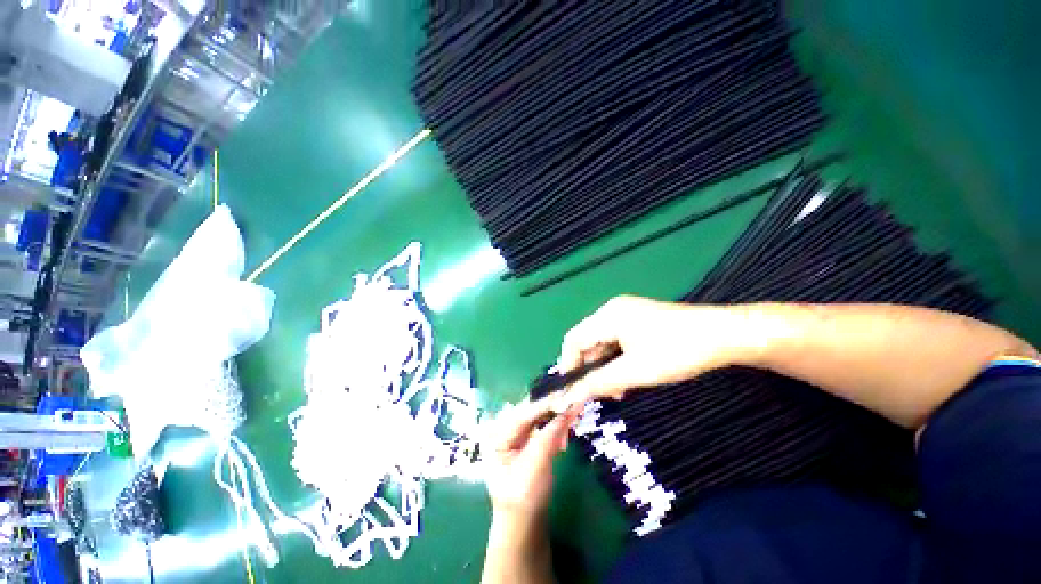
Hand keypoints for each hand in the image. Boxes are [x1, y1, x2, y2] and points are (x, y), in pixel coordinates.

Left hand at [483, 398, 579, 520]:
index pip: (524, 412)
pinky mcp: (524, 442)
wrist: (523, 522)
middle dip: (552, 411)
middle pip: (530, 412)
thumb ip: (551, 434)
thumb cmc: (524, 495)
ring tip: (570, 427)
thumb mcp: (537, 463)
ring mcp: (513, 436)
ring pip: (538, 419)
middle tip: (572, 406)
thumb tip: (569, 408)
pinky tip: (563, 439)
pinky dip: (553, 431)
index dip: (545, 403)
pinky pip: (541, 429)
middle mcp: (502, 430)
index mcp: (497, 434)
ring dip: (555, 421)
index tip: (565, 394)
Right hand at [557, 295, 741, 404]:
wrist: (723, 335)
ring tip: (619, 389)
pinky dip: (617, 359)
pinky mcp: (638, 319)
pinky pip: (616, 340)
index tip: (573, 390)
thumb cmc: (676, 351)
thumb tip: (569, 397)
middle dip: (591, 368)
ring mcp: (626, 312)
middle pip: (587, 341)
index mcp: (607, 315)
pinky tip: (628, 375)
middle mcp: (612, 310)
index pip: (574, 339)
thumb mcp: (635, 371)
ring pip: (603, 343)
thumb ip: (599, 383)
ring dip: (605, 366)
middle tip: (602, 393)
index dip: (569, 365)